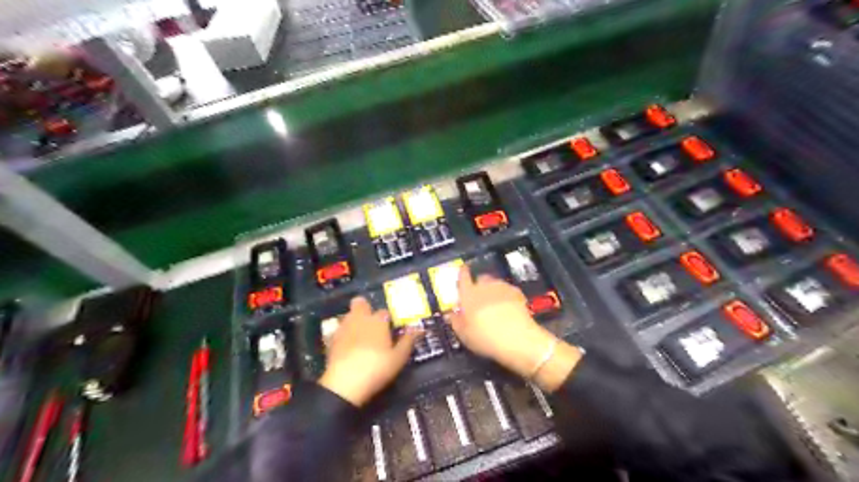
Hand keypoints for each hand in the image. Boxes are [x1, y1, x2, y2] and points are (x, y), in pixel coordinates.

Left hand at [317, 297, 422, 406]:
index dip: (387, 319)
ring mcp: (343, 328)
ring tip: (360, 336)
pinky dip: (343, 334)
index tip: (390, 329)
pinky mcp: (330, 339)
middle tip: (371, 324)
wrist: (344, 383)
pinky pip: (338, 330)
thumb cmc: (377, 368)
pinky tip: (347, 347)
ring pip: (348, 315)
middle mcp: (359, 318)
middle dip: (365, 308)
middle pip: (360, 303)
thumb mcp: (398, 358)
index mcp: (377, 320)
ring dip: (354, 320)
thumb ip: (408, 341)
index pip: (384, 312)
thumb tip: (419, 328)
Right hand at [450, 266, 583, 393]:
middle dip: (478, 285)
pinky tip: (507, 309)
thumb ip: (456, 321)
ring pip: (495, 284)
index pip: (463, 276)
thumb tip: (452, 314)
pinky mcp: (518, 293)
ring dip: (493, 290)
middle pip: (480, 278)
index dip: (462, 273)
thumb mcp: (464, 334)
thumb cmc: (486, 337)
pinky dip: (506, 296)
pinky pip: (508, 291)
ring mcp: (503, 288)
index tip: (462, 271)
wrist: (519, 339)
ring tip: (493, 305)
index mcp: (469, 294)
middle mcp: (485, 286)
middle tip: (477, 299)